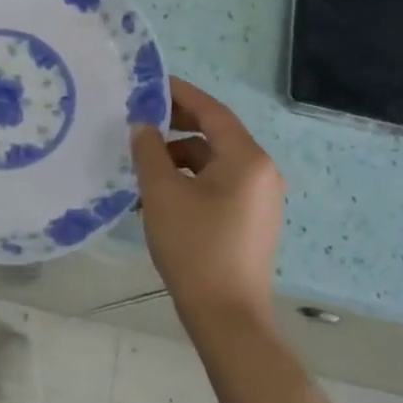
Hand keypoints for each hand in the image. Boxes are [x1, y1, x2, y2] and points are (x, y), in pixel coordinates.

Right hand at [131, 77, 285, 330]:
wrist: (227, 317)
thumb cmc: (195, 246)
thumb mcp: (162, 192)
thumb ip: (149, 151)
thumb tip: (143, 126)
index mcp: (246, 158)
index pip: (211, 110)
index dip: (179, 94)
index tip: (149, 85)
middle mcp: (261, 172)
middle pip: (215, 134)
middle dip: (176, 126)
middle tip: (141, 122)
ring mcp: (260, 198)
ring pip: (214, 162)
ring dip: (179, 158)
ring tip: (143, 168)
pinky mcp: (252, 221)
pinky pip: (219, 185)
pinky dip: (191, 181)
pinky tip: (161, 196)